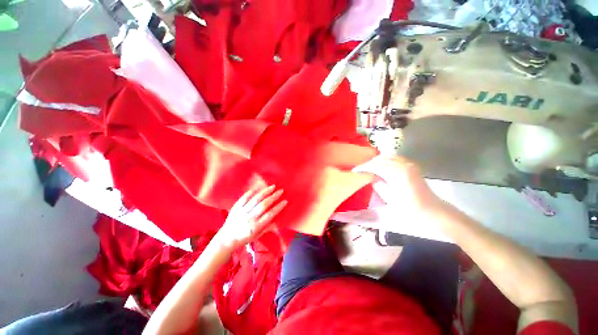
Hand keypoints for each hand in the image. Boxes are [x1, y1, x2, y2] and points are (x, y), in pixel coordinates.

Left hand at [214, 185, 287, 249]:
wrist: (226, 239)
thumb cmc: (244, 238)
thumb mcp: (257, 236)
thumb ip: (267, 228)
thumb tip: (278, 221)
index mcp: (255, 227)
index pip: (269, 215)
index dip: (278, 207)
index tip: (285, 201)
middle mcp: (249, 218)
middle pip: (263, 205)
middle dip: (273, 197)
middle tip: (281, 191)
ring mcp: (242, 212)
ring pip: (255, 200)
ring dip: (265, 192)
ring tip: (272, 186)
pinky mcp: (236, 207)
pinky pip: (244, 198)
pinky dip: (251, 192)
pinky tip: (258, 187)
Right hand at [354, 155, 444, 219]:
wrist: (432, 210)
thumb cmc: (409, 208)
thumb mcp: (389, 197)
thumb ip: (377, 184)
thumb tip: (369, 176)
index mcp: (397, 172)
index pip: (375, 165)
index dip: (363, 167)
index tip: (354, 171)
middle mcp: (403, 164)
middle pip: (381, 158)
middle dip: (369, 163)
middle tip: (360, 170)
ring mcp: (409, 164)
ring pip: (387, 157)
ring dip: (376, 161)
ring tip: (368, 169)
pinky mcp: (411, 166)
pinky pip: (394, 159)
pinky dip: (385, 161)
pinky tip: (381, 167)